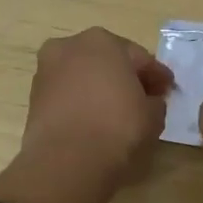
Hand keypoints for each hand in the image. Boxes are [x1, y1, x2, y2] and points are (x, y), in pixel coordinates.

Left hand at [20, 28, 174, 183]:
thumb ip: (154, 101)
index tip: (168, 91)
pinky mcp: (34, 98)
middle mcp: (69, 47)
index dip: (157, 76)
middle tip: (143, 99)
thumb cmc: (118, 127)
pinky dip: (81, 103)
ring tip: (116, 112)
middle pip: (106, 62)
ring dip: (99, 89)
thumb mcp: (153, 115)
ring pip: (83, 77)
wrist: (67, 161)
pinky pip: (67, 96)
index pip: (139, 58)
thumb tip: (148, 102)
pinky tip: (94, 121)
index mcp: (102, 41)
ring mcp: (46, 71)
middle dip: (124, 77)